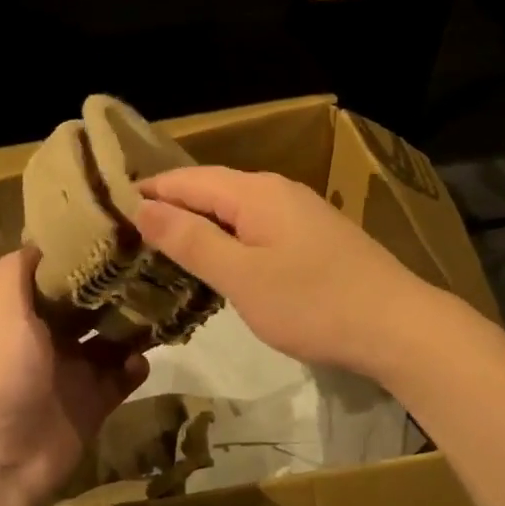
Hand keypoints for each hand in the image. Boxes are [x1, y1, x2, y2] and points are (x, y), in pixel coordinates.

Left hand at [0, 248, 148, 505]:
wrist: (3, 459)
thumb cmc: (2, 376)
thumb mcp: (2, 314)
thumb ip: (14, 273)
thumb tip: (40, 239)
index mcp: (24, 315)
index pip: (56, 275)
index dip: (81, 255)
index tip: (115, 231)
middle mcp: (50, 338)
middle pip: (90, 304)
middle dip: (116, 288)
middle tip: (152, 265)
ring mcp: (74, 371)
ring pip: (113, 338)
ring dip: (134, 324)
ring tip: (161, 305)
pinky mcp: (95, 401)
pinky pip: (124, 376)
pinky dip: (136, 365)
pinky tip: (144, 358)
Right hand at [133, 166, 435, 376]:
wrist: (398, 326)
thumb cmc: (313, 303)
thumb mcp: (242, 276)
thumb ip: (191, 240)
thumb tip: (143, 207)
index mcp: (255, 191)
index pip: (186, 179)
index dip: (147, 191)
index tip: (106, 208)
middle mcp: (277, 191)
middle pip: (211, 190)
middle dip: (170, 207)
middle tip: (126, 233)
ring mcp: (300, 214)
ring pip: (235, 210)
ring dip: (199, 225)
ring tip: (160, 248)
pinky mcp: (314, 239)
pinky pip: (257, 229)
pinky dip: (228, 240)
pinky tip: (217, 262)